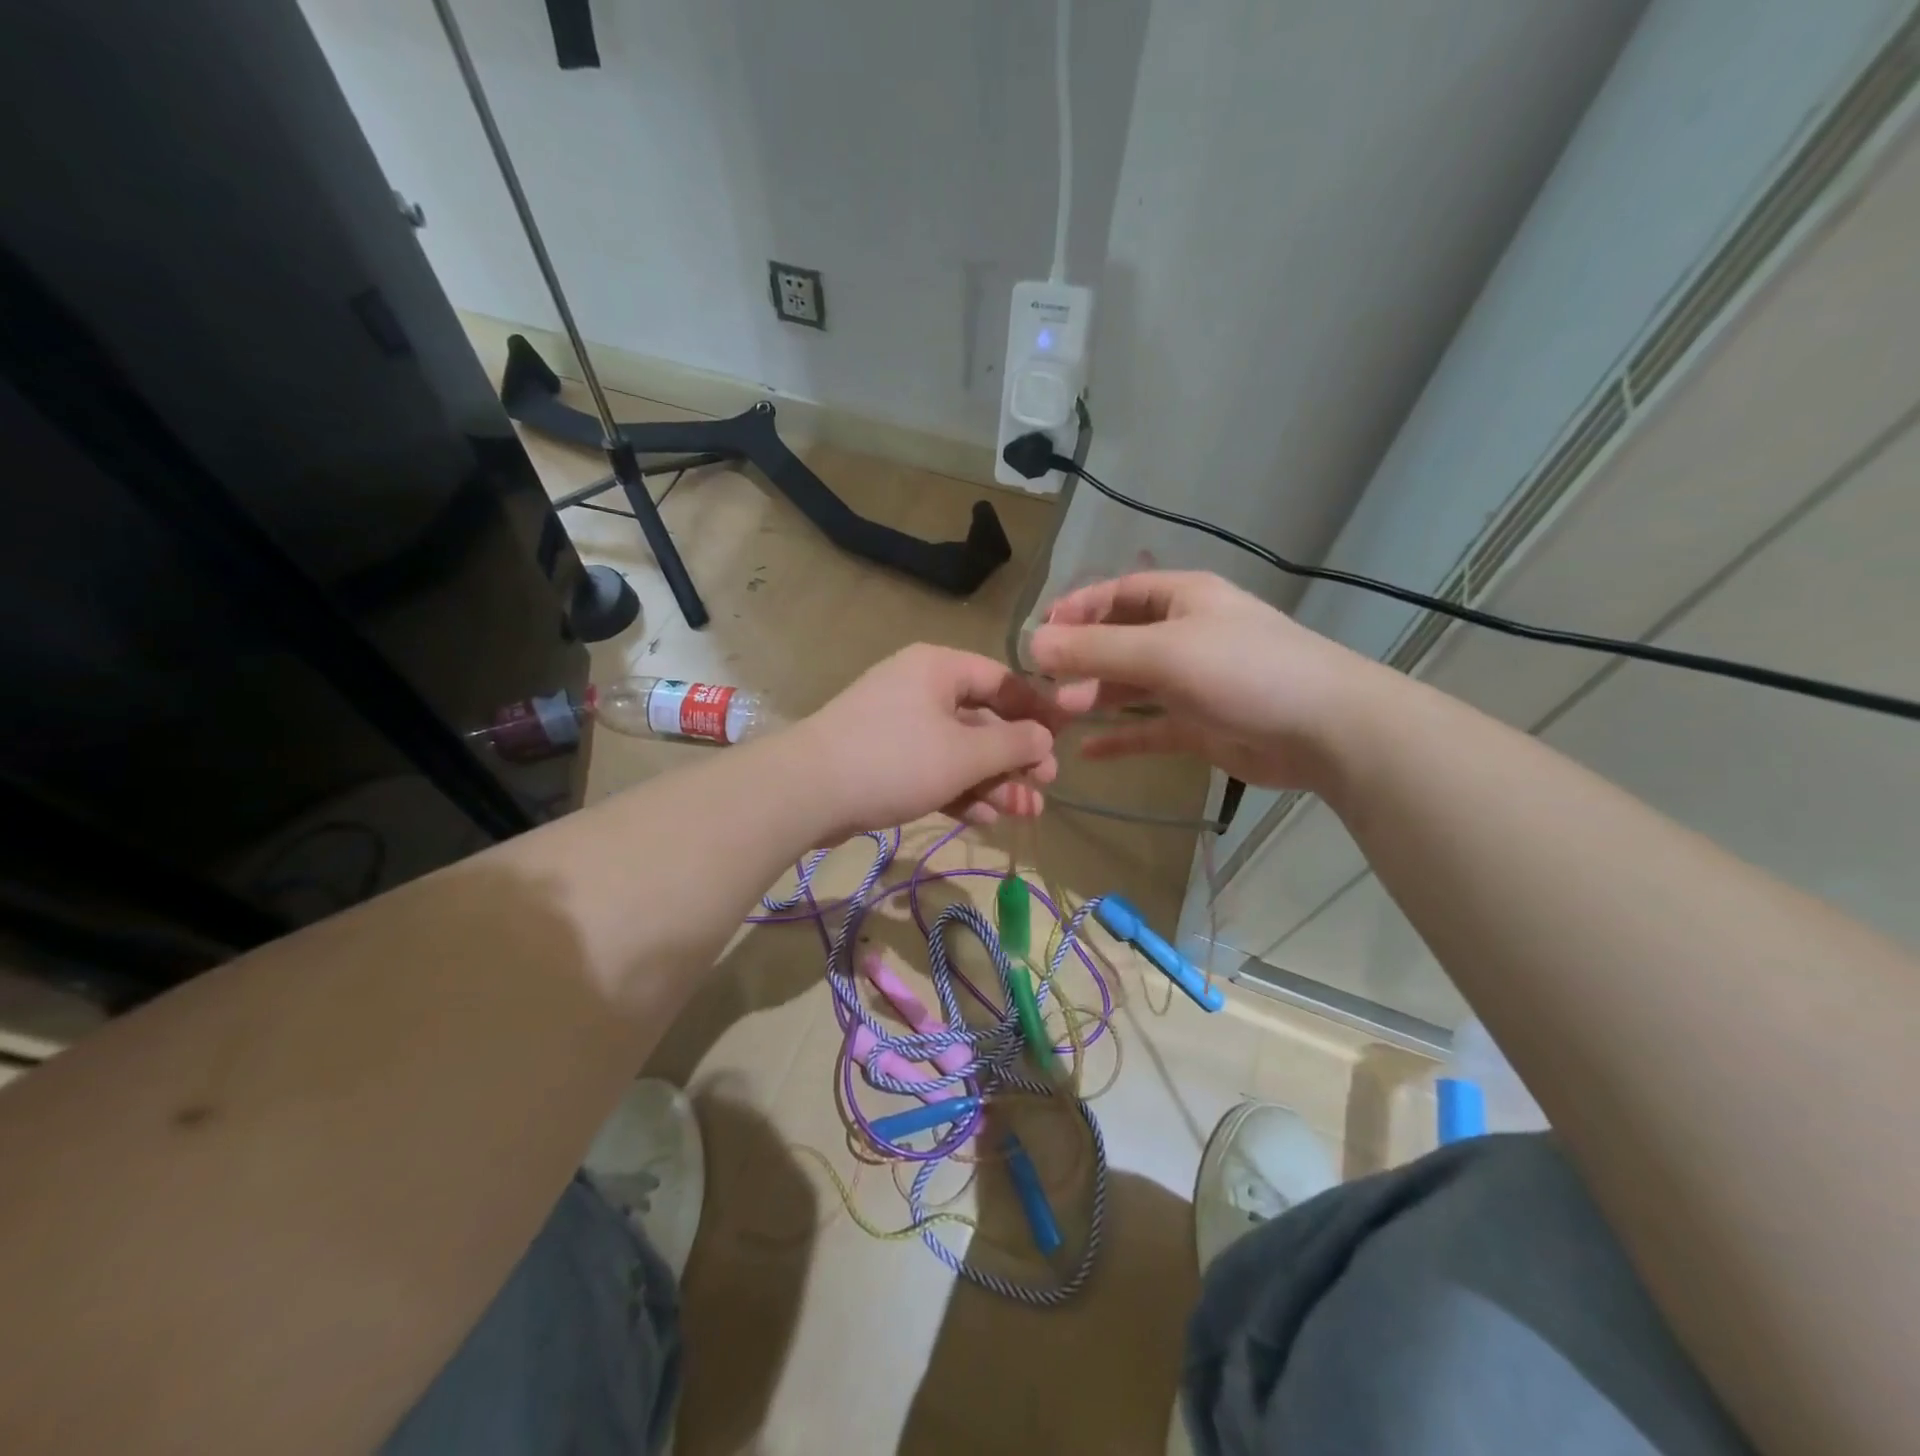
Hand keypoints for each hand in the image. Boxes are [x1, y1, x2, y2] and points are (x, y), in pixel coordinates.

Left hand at [789, 644, 1086, 840]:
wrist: (807, 792)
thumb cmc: (895, 759)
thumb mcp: (964, 753)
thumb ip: (1012, 745)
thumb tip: (1045, 738)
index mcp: (939, 668)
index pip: (1001, 680)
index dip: (1036, 709)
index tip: (1063, 739)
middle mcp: (920, 689)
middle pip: (982, 719)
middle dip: (1016, 757)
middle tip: (1045, 786)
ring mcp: (899, 726)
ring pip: (959, 750)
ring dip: (993, 781)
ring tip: (1025, 812)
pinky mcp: (884, 760)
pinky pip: (933, 769)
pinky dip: (959, 790)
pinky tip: (986, 818)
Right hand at [1027, 571, 1388, 792]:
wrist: (1325, 730)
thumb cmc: (1244, 671)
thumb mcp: (1164, 653)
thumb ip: (1096, 650)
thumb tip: (1032, 644)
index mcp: (1183, 600)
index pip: (1118, 593)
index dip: (1077, 608)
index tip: (1039, 633)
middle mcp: (1186, 635)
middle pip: (1120, 641)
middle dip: (1080, 660)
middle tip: (1041, 686)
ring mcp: (1194, 682)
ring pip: (1132, 686)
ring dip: (1095, 697)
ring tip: (1058, 716)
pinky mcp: (1200, 725)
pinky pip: (1150, 728)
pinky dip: (1122, 737)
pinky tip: (1090, 752)